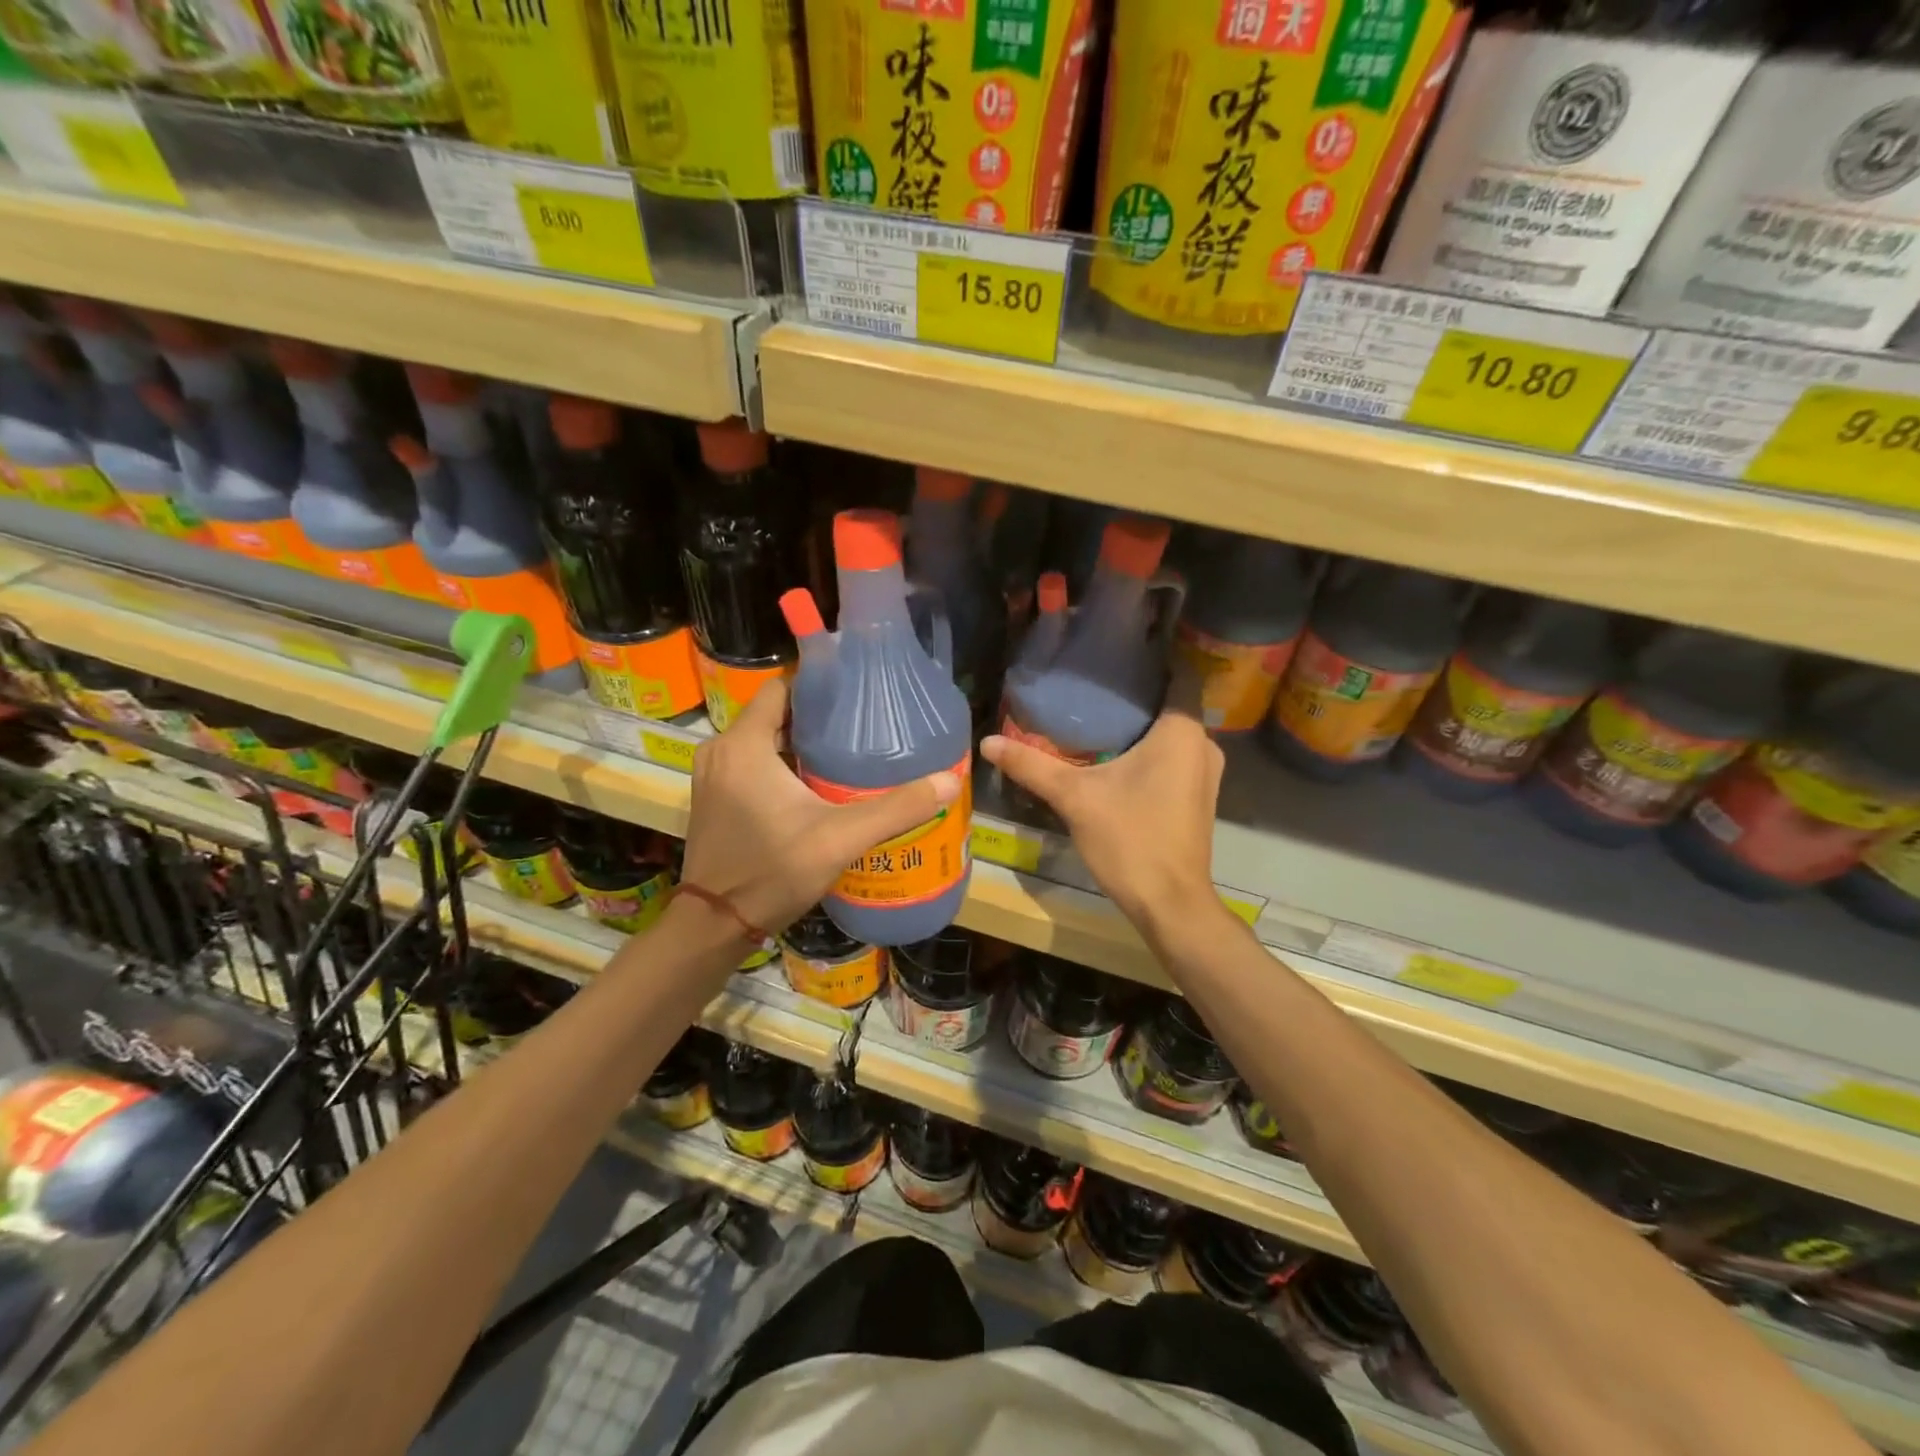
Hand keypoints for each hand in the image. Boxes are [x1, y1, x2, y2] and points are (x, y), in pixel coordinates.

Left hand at [681, 678, 962, 936]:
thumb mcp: (840, 838)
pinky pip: (751, 763)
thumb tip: (949, 781)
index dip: (818, 685)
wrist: (715, 926)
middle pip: (775, 714)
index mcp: (744, 744)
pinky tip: (816, 784)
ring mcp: (713, 775)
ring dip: (799, 743)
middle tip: (862, 724)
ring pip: (763, 740)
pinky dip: (780, 764)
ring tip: (847, 751)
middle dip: (816, 717)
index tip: (855, 692)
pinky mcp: (713, 797)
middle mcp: (721, 750)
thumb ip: (895, 809)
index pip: (781, 688)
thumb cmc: (772, 872)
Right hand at [980, 678, 1224, 937]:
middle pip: (1167, 706)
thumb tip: (987, 741)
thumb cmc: (1130, 838)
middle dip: (1130, 698)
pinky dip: (1147, 753)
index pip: (1175, 674)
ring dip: (1138, 728)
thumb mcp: (1075, 797)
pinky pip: (1173, 758)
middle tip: (1087, 689)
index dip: (1146, 662)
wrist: (1169, 903)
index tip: (1110, 658)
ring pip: (1170, 735)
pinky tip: (1113, 758)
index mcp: (1182, 731)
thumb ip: (1032, 765)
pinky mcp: (1198, 797)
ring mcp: (1205, 773)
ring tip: (1094, 718)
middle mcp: (1203, 744)